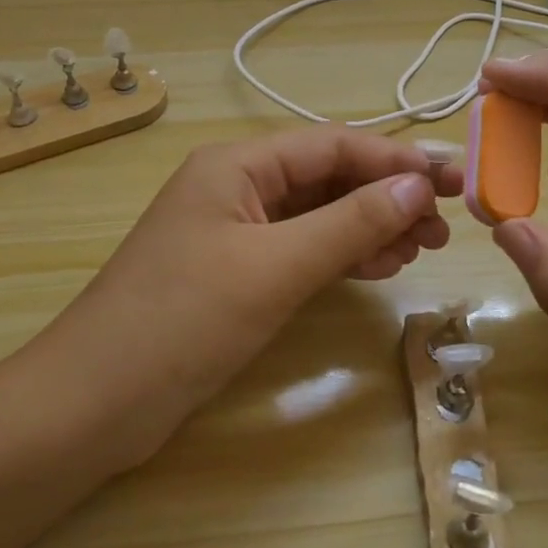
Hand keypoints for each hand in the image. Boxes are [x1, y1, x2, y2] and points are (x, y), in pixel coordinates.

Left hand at [30, 128, 462, 469]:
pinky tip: (375, 267)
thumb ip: (350, 223)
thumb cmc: (183, 321)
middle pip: (326, 177)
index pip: (332, 145)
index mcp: (236, 165)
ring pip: (316, 214)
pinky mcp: (233, 272)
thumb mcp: (275, 267)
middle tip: (443, 226)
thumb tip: (417, 186)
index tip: (454, 179)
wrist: (94, 402)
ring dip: (368, 226)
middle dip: (386, 195)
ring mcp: (232, 230)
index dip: (396, 158)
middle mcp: (235, 186)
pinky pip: (299, 248)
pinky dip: (339, 255)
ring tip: (421, 248)